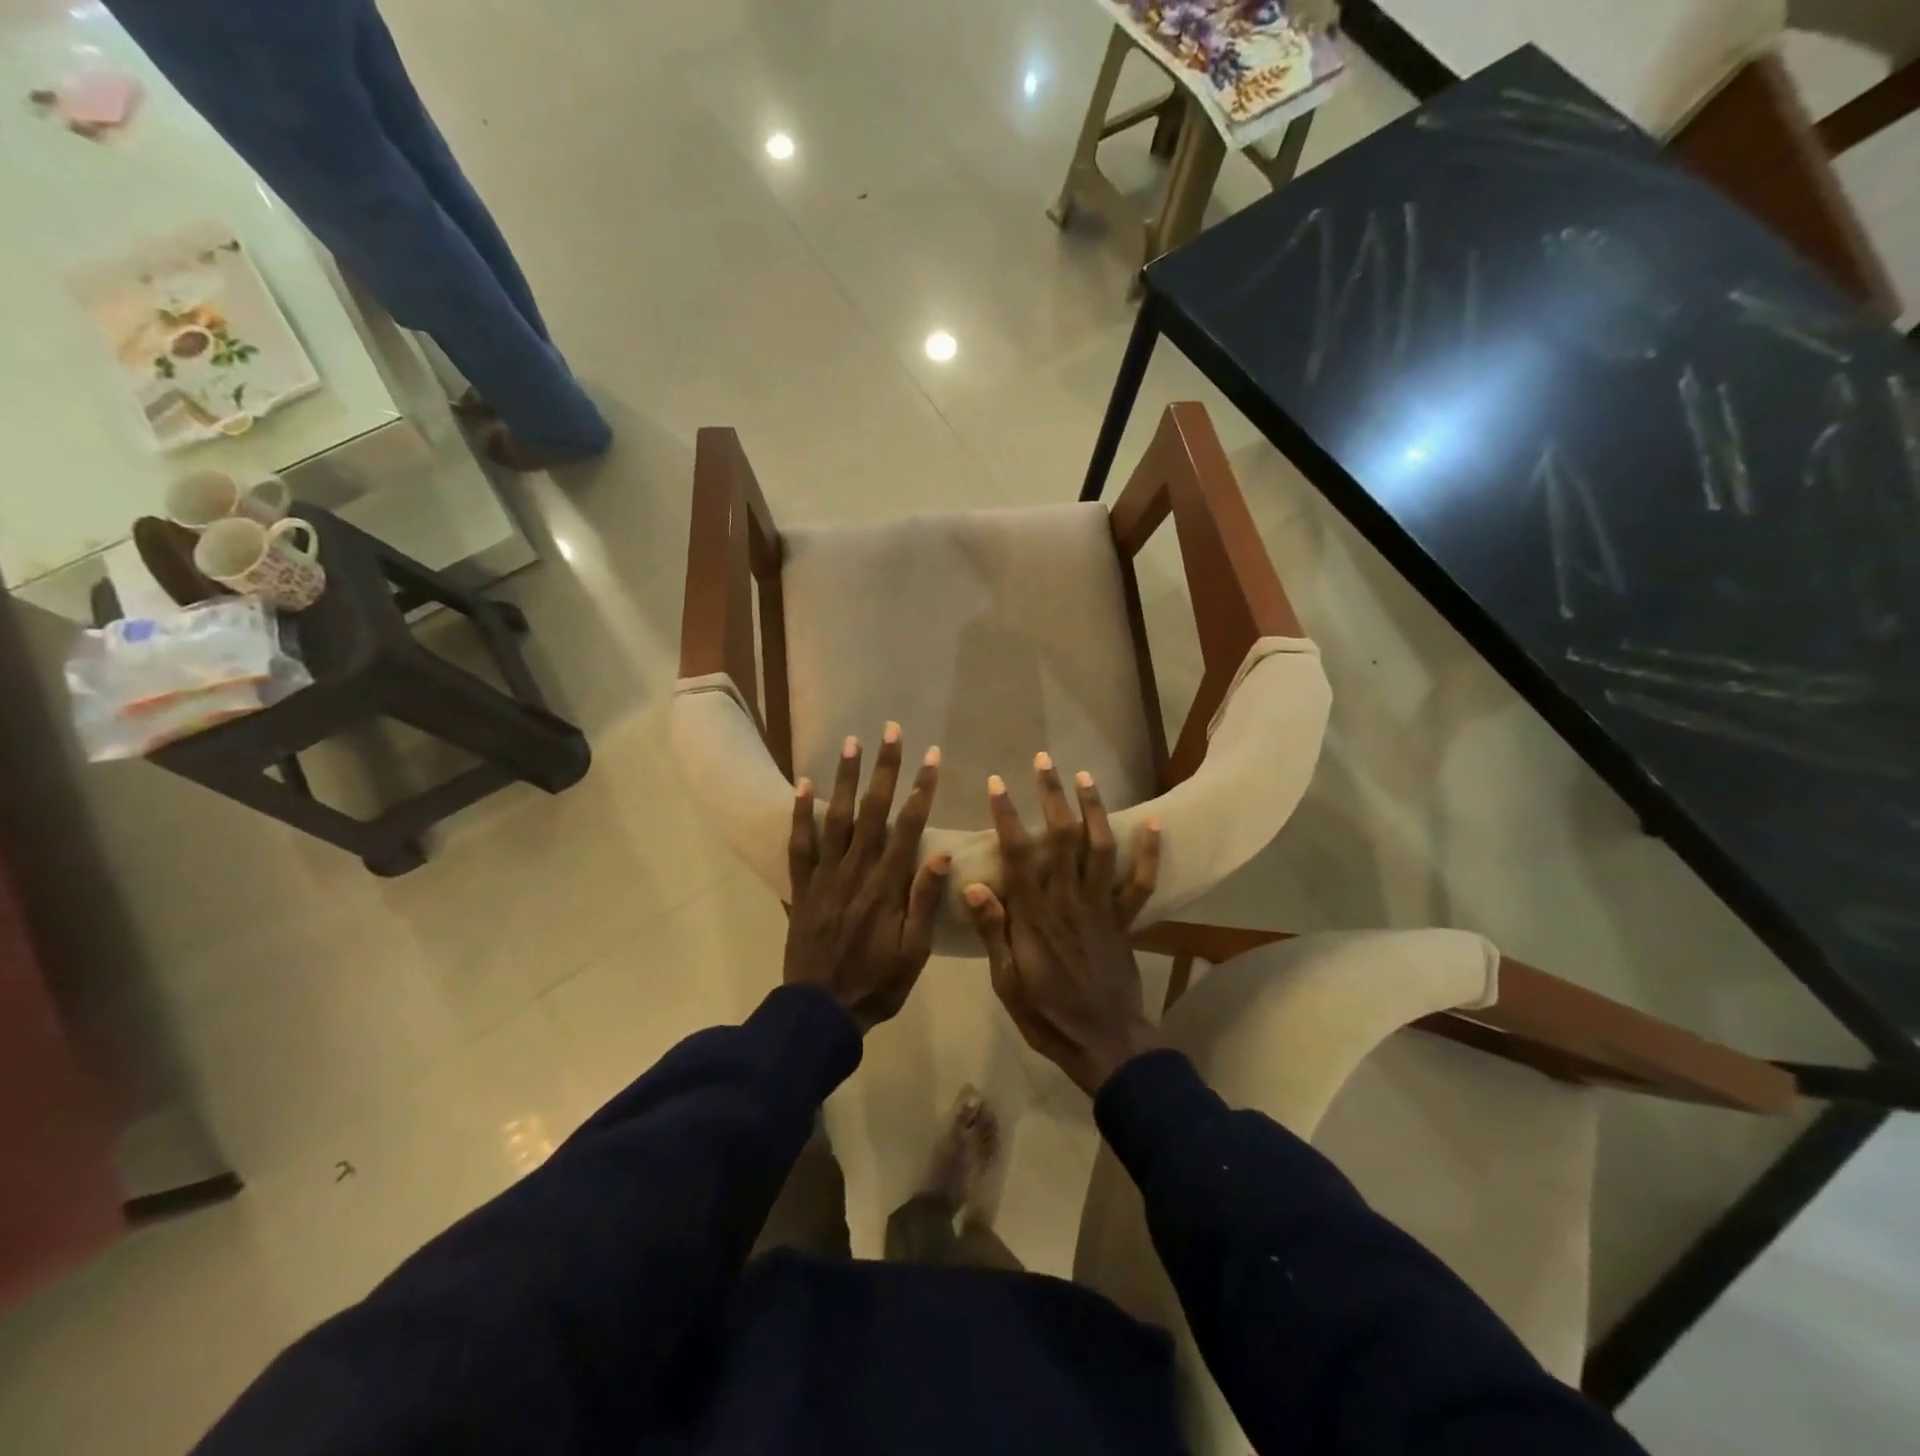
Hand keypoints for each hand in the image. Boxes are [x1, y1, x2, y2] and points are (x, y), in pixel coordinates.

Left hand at [784, 723, 948, 1032]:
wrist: (819, 1013)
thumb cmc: (876, 985)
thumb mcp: (913, 953)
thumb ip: (923, 903)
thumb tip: (938, 853)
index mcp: (886, 887)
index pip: (908, 827)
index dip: (920, 789)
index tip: (931, 757)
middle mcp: (855, 872)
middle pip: (872, 811)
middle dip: (884, 769)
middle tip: (891, 731)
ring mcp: (824, 877)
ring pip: (836, 818)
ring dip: (845, 779)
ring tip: (852, 743)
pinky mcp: (801, 888)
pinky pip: (799, 845)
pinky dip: (800, 814)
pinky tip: (804, 784)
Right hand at [962, 755, 1162, 1095]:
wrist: (1104, 1043)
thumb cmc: (1046, 1015)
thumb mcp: (1006, 981)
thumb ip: (992, 931)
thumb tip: (972, 884)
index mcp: (1034, 916)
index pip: (1018, 856)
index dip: (1007, 816)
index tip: (998, 783)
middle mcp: (1068, 901)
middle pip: (1061, 839)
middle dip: (1052, 796)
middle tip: (1044, 761)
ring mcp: (1101, 908)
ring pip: (1098, 849)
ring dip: (1093, 810)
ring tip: (1086, 777)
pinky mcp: (1125, 920)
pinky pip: (1141, 882)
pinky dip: (1149, 853)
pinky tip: (1153, 823)